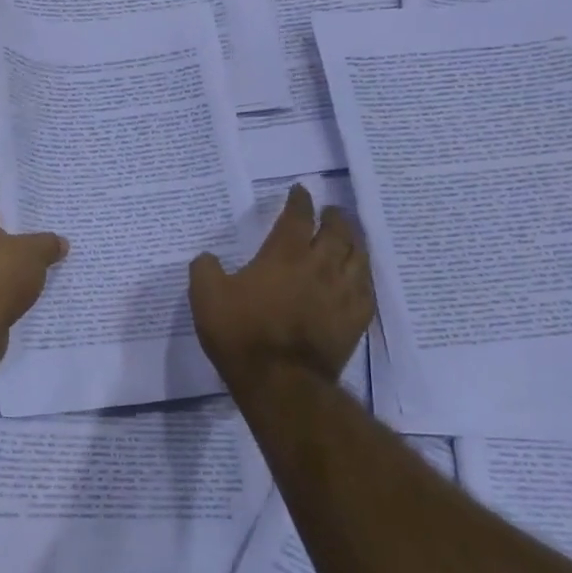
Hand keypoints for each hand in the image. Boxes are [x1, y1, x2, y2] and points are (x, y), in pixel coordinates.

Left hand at [0, 196, 66, 351]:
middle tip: (53, 236)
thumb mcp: (35, 253)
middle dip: (23, 237)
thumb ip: (49, 243)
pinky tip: (34, 290)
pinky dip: (11, 287)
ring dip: (18, 265)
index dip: (23, 206)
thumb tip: (60, 242)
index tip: (46, 211)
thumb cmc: (0, 275)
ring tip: (49, 264)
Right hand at [189, 184, 374, 391]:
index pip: (297, 216)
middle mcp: (320, 265)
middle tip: (331, 211)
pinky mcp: (355, 320)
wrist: (280, 381)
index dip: (299, 200)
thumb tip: (207, 258)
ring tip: (350, 237)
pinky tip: (359, 277)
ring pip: (358, 257)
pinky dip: (363, 276)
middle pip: (337, 231)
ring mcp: (342, 293)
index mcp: (284, 254)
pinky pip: (367, 289)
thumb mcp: (205, 297)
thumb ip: (204, 269)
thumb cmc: (241, 333)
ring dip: (354, 241)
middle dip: (334, 216)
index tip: (300, 190)